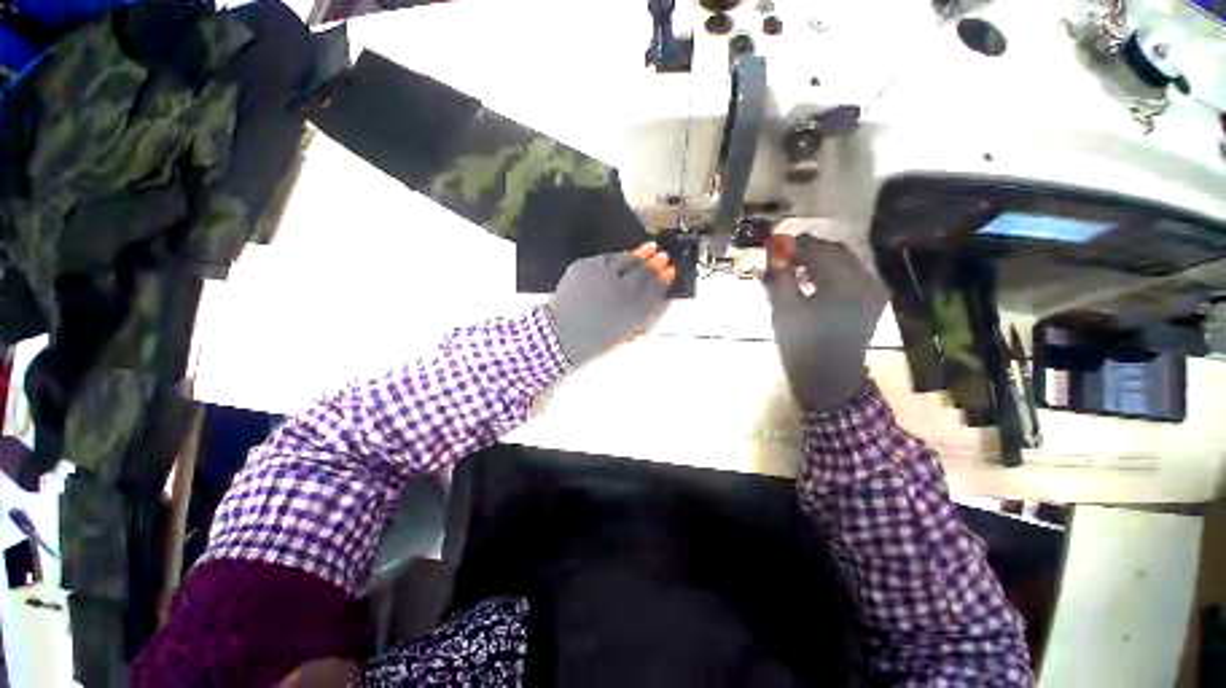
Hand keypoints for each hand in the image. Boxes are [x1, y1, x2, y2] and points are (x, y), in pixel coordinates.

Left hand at [548, 243, 675, 365]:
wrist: (563, 334)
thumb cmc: (594, 338)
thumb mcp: (626, 331)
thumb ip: (642, 312)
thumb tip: (654, 297)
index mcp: (631, 309)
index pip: (654, 288)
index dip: (664, 278)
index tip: (670, 271)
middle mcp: (619, 289)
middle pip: (643, 271)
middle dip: (655, 263)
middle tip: (662, 256)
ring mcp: (601, 275)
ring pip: (625, 259)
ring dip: (639, 254)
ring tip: (649, 248)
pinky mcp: (585, 266)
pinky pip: (606, 258)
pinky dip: (617, 257)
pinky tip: (623, 256)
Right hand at [765, 235, 886, 413]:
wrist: (828, 377)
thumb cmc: (802, 345)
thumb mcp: (784, 310)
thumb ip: (778, 279)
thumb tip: (770, 257)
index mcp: (844, 283)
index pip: (819, 250)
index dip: (795, 244)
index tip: (776, 244)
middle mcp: (865, 281)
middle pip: (836, 252)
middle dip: (809, 250)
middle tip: (784, 255)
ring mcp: (871, 291)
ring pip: (844, 263)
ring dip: (819, 260)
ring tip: (796, 268)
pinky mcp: (870, 301)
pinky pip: (850, 276)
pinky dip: (830, 273)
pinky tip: (813, 282)